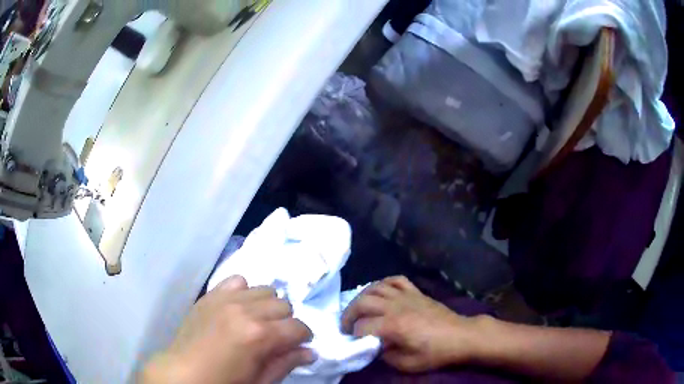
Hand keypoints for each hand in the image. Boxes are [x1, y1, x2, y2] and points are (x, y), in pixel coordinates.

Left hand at [142, 276, 314, 383]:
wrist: (183, 373)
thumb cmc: (224, 383)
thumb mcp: (260, 381)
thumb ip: (287, 363)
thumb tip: (311, 352)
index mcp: (259, 335)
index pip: (298, 327)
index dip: (303, 337)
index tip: (298, 346)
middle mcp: (245, 310)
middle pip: (283, 304)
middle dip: (285, 322)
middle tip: (276, 338)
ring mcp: (225, 299)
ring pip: (264, 289)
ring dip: (267, 306)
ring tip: (257, 322)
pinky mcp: (211, 295)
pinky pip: (238, 281)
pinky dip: (244, 293)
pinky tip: (239, 309)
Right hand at [341, 276, 481, 372]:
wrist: (461, 336)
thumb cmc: (436, 353)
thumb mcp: (408, 364)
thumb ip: (385, 355)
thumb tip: (373, 346)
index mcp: (394, 326)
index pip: (362, 326)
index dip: (353, 335)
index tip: (353, 342)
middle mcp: (396, 306)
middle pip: (363, 302)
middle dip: (349, 314)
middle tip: (347, 326)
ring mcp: (407, 296)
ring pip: (375, 287)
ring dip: (362, 297)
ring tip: (359, 309)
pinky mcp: (416, 292)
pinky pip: (396, 279)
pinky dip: (383, 283)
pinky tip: (380, 293)